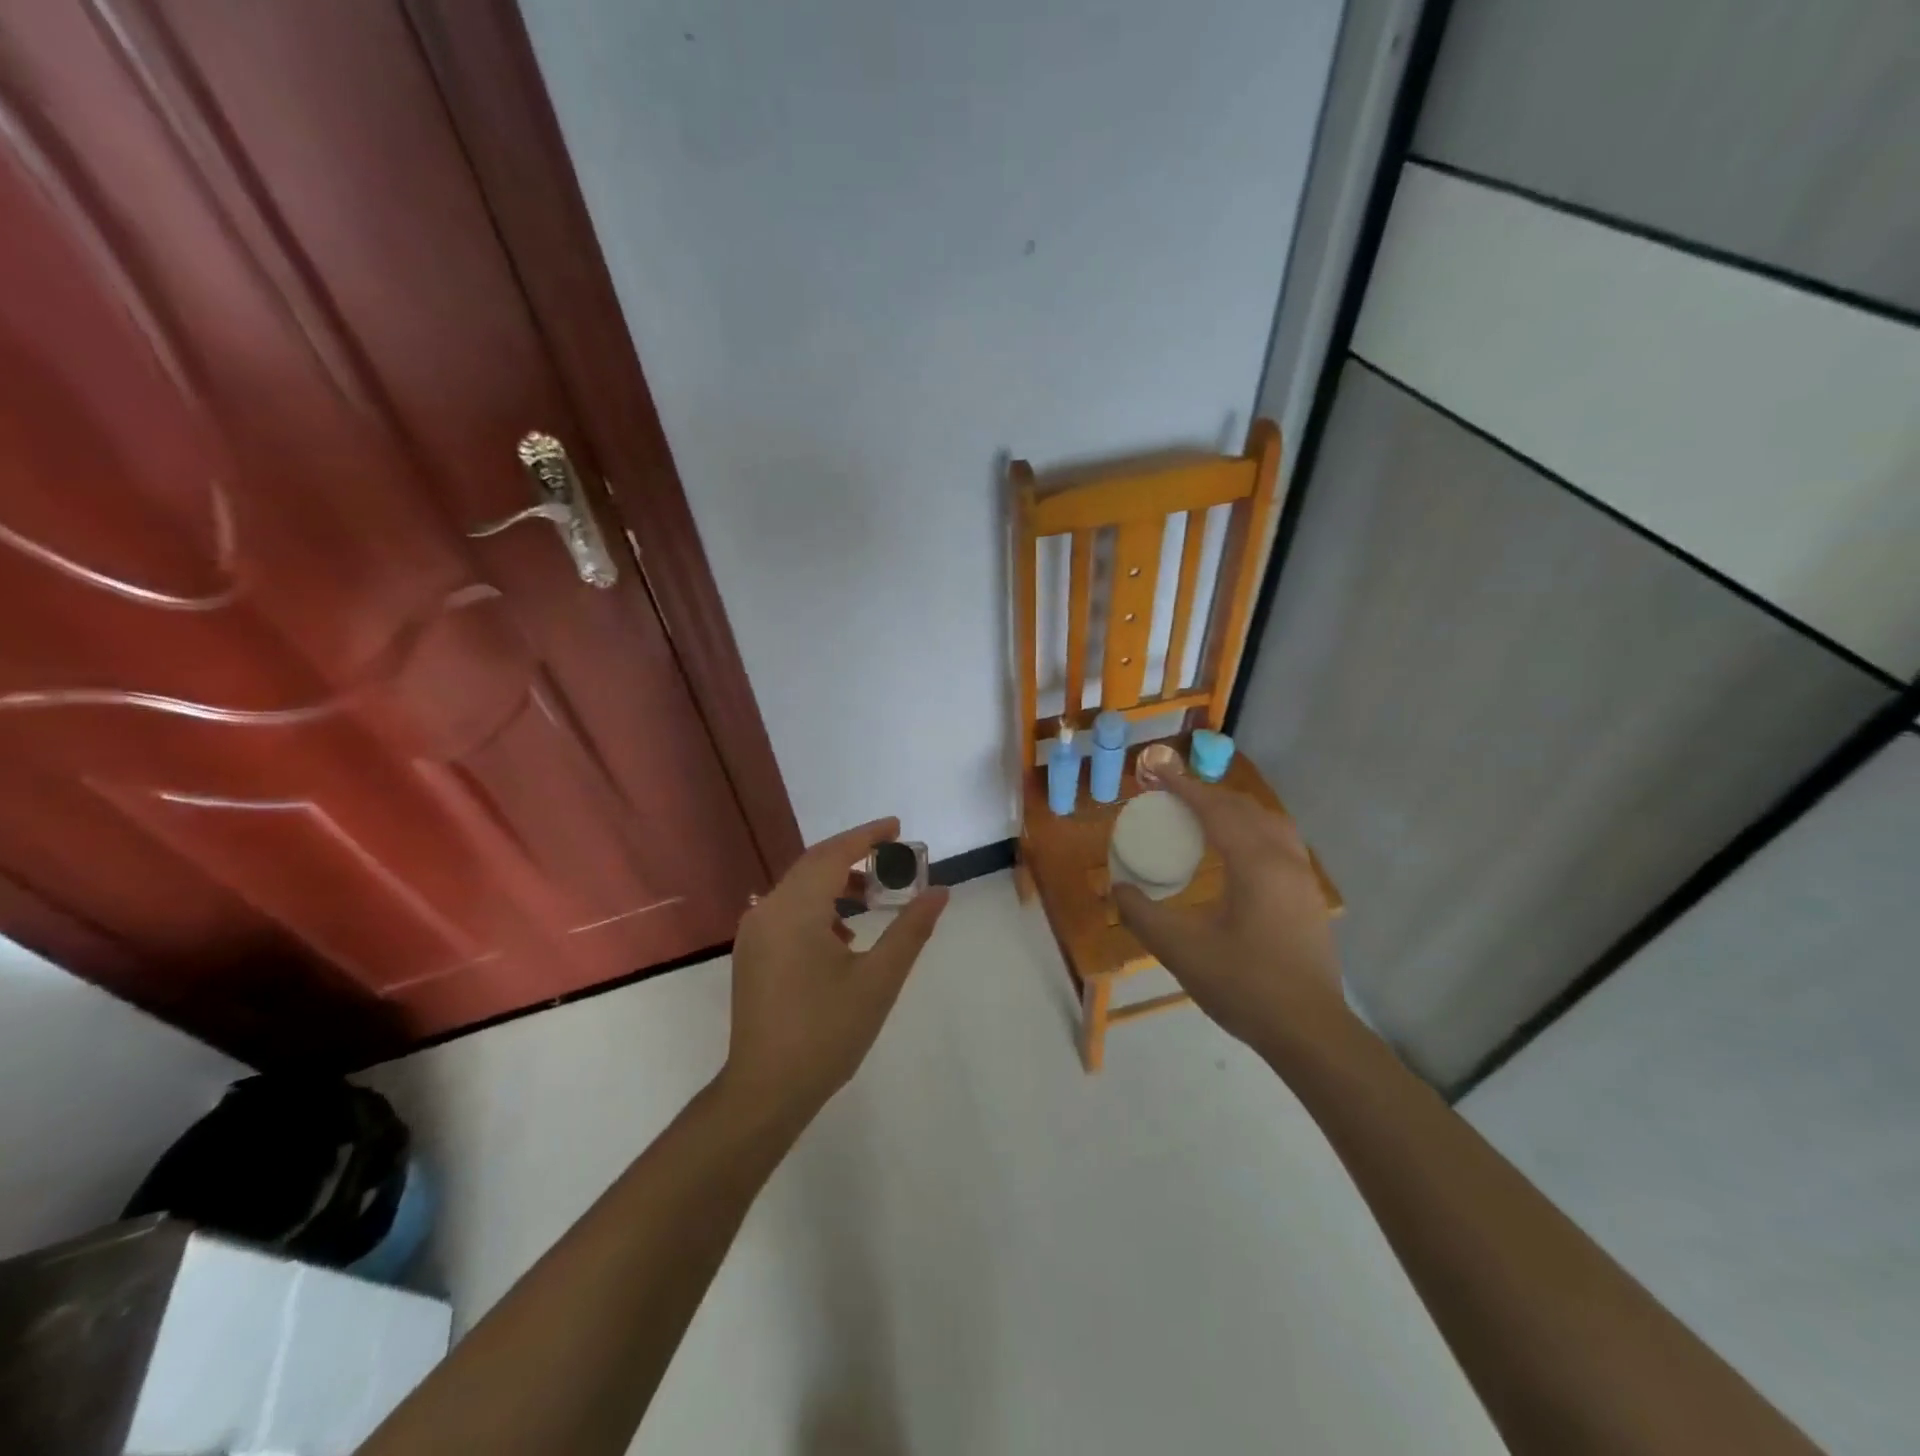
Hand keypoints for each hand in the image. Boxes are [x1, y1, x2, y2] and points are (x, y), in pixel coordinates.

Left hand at [721, 818, 948, 1122]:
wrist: (765, 1092)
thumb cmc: (826, 1033)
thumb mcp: (878, 980)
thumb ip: (910, 930)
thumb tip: (939, 892)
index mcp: (795, 910)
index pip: (833, 854)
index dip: (867, 836)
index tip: (897, 827)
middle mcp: (767, 911)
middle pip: (814, 865)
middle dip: (854, 857)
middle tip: (894, 857)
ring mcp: (754, 933)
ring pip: (799, 888)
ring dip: (837, 883)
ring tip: (874, 898)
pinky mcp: (751, 954)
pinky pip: (788, 911)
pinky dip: (819, 907)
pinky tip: (843, 935)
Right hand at [1112, 767, 1345, 1053]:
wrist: (1309, 1031)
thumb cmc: (1244, 986)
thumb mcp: (1181, 950)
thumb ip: (1143, 915)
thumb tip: (1119, 890)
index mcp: (1255, 863)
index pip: (1215, 809)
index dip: (1182, 788)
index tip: (1155, 773)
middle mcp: (1285, 859)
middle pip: (1245, 809)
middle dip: (1206, 795)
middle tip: (1171, 795)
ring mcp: (1303, 878)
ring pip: (1269, 823)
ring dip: (1233, 811)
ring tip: (1203, 817)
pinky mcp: (1308, 897)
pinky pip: (1279, 843)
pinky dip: (1252, 830)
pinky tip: (1236, 854)